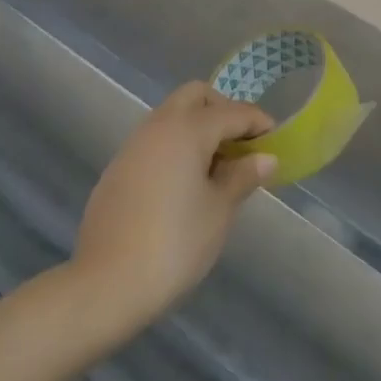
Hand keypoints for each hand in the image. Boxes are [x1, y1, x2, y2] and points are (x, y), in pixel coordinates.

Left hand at [69, 82, 276, 333]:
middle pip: (197, 96)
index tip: (275, 140)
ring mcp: (134, 144)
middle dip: (223, 110)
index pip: (233, 112)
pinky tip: (185, 183)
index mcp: (188, 129)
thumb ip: (243, 177)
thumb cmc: (175, 244)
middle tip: (241, 145)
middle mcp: (159, 125)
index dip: (258, 122)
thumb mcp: (219, 211)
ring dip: (198, 127)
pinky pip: (155, 139)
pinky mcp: (118, 168)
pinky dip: (176, 145)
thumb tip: (265, 157)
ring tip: (217, 167)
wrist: (105, 284)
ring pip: (172, 115)